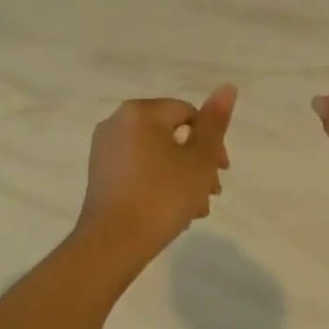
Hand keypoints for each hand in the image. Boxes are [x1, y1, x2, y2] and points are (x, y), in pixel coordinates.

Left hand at [78, 86, 236, 265]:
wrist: (115, 242)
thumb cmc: (163, 195)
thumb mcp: (199, 159)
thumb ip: (216, 123)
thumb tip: (228, 87)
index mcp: (140, 112)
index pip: (189, 114)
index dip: (212, 142)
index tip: (222, 172)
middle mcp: (116, 123)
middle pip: (172, 136)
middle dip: (197, 164)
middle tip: (212, 193)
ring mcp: (104, 151)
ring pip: (157, 157)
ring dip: (182, 178)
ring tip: (196, 209)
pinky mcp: (100, 176)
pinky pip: (139, 171)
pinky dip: (159, 185)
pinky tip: (173, 211)